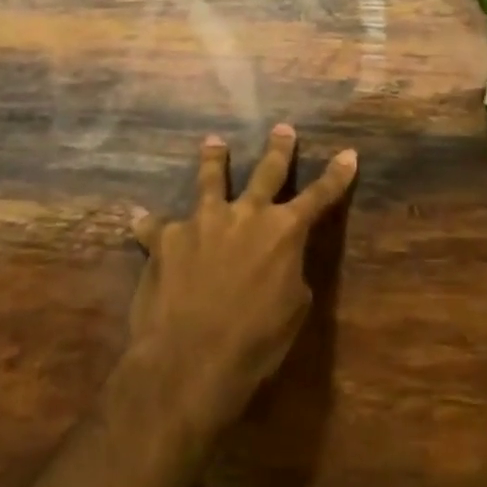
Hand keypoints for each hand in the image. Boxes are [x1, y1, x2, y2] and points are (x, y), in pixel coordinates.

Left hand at [130, 125, 357, 429]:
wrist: (190, 358)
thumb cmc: (255, 342)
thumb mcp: (293, 310)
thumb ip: (289, 273)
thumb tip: (279, 262)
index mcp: (283, 232)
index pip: (319, 197)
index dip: (336, 176)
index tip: (348, 153)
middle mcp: (245, 215)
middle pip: (266, 173)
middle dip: (277, 150)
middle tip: (281, 128)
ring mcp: (202, 222)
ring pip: (210, 181)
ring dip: (214, 159)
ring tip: (213, 142)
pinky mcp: (166, 238)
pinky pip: (155, 226)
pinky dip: (149, 224)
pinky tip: (137, 218)